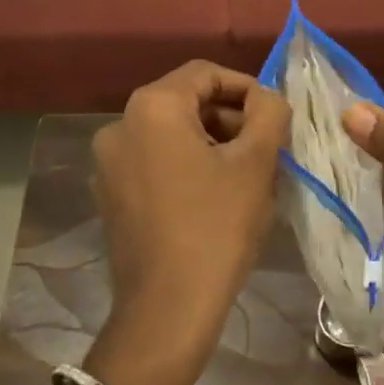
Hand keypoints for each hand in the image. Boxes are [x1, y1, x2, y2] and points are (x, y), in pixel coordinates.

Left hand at [87, 62, 289, 384]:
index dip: (247, 88)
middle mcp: (120, 125)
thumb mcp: (256, 163)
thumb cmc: (217, 227)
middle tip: (266, 148)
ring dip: (212, 142)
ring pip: (171, 133)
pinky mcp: (110, 195)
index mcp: (152, 107)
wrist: (167, 310)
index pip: (205, 74)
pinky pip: (155, 161)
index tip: (275, 116)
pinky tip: (215, 196)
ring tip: (247, 174)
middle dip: (230, 118)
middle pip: (186, 102)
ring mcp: (109, 163)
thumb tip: (267, 97)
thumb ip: (269, 112)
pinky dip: (187, 165)